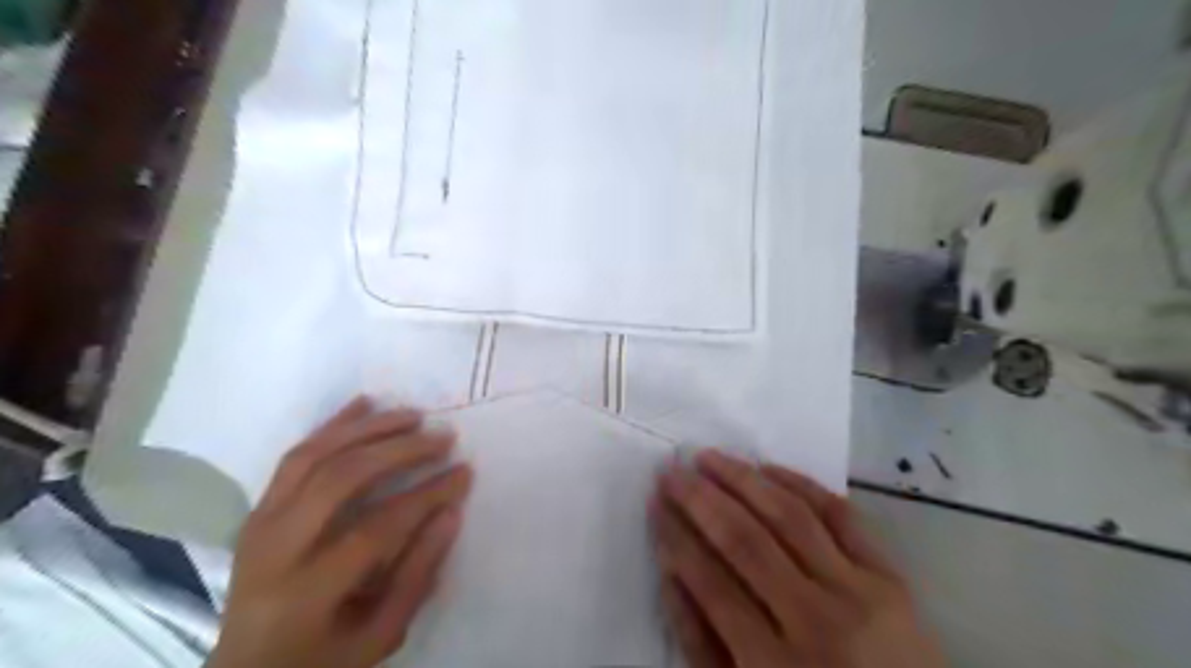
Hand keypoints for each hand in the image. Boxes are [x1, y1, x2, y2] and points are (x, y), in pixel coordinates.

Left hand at [207, 396, 471, 667]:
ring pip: (314, 456)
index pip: (377, 528)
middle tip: (443, 436)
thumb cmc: (320, 659)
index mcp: (305, 593)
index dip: (427, 496)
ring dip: (368, 428)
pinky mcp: (258, 510)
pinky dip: (332, 425)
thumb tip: (451, 512)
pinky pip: (294, 456)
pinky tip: (364, 403)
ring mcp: (260, 524)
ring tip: (413, 414)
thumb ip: (417, 575)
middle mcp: (274, 549)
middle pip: (341, 479)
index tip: (464, 472)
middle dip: (400, 450)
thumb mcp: (378, 636)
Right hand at [655, 452, 944, 667]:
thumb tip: (670, 573)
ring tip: (709, 457)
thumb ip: (701, 645)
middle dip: (700, 498)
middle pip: (745, 540)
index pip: (710, 582)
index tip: (655, 502)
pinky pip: (841, 515)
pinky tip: (768, 468)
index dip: (676, 537)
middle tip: (672, 469)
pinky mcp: (890, 575)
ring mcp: (858, 592)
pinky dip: (802, 484)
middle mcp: (816, 621)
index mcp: (773, 666)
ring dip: (743, 479)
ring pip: (789, 516)